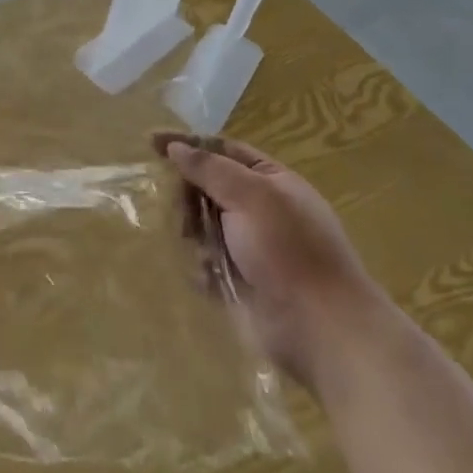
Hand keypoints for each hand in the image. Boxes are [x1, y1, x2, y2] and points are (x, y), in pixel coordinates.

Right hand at [152, 131, 382, 386]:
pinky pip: (205, 263)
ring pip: (203, 224)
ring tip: (191, 243)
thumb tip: (174, 146)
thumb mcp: (250, 196)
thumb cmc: (289, 250)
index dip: (188, 144)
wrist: (322, 330)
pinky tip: (202, 274)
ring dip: (192, 230)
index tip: (150, 142)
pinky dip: (198, 265)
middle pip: (209, 186)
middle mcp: (261, 210)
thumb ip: (209, 168)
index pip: (222, 149)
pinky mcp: (239, 283)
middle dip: (189, 193)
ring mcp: (250, 248)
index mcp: (271, 181)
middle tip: (177, 206)